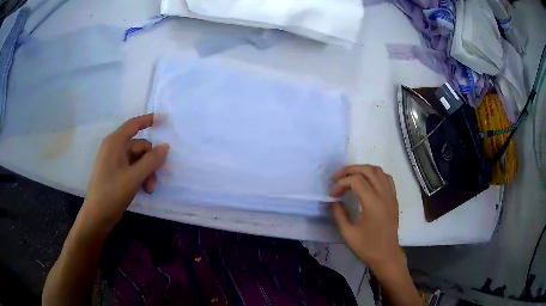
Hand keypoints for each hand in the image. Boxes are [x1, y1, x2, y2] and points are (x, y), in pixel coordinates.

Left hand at [80, 114, 168, 231]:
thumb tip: (166, 146)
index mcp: (115, 143)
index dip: (148, 120)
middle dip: (150, 162)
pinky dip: (140, 176)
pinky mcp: (115, 172)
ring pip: (138, 159)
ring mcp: (114, 161)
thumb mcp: (134, 177)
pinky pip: (132, 168)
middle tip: (155, 180)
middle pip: (139, 146)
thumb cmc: (113, 192)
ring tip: (149, 189)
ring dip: (147, 172)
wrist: (97, 215)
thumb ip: (151, 161)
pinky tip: (144, 189)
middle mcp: (114, 148)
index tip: (164, 119)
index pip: (134, 125)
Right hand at [331, 165, 405, 275]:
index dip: (341, 183)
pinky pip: (386, 178)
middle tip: (337, 178)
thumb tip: (333, 201)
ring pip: (378, 171)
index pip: (356, 180)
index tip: (332, 194)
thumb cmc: (367, 247)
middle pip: (368, 170)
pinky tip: (367, 183)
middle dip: (350, 170)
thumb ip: (339, 214)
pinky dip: (375, 175)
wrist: (387, 255)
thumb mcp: (348, 233)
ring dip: (362, 170)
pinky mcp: (394, 198)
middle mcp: (384, 195)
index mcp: (373, 204)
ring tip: (350, 178)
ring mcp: (391, 195)